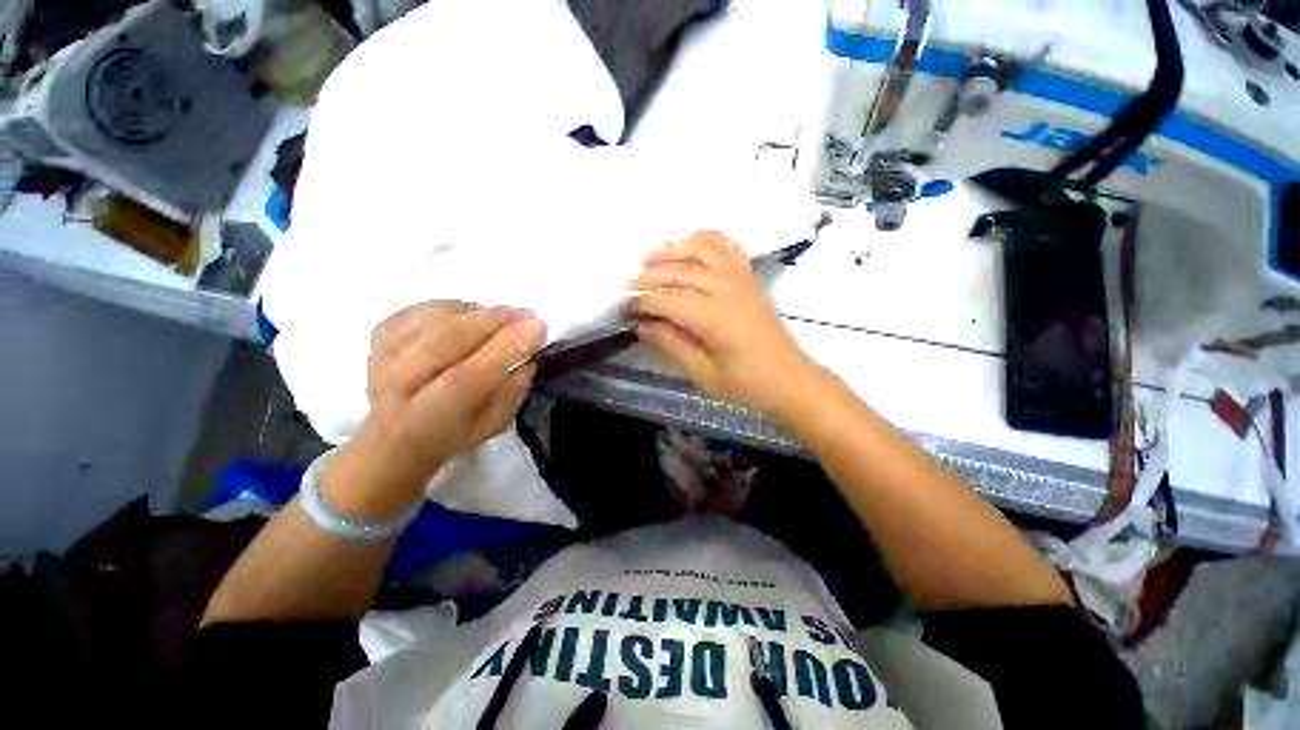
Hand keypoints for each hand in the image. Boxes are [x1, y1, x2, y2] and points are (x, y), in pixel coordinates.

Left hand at [325, 302, 546, 518]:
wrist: (393, 435)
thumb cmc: (452, 434)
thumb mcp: (492, 426)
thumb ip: (512, 392)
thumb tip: (531, 354)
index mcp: (426, 419)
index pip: (466, 377)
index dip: (504, 349)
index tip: (539, 327)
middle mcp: (396, 385)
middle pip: (445, 340)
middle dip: (495, 321)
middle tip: (528, 314)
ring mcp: (382, 354)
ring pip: (436, 318)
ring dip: (479, 312)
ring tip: (506, 317)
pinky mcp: (381, 333)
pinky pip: (424, 308)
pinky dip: (457, 307)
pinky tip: (475, 317)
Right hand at [629, 230, 822, 417]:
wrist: (790, 378)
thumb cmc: (746, 384)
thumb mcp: (704, 374)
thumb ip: (672, 344)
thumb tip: (643, 325)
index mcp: (715, 318)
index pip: (669, 300)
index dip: (644, 302)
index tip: (627, 307)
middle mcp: (727, 289)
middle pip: (680, 271)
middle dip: (650, 275)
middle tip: (629, 283)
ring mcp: (741, 278)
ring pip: (701, 249)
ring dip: (672, 249)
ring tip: (649, 257)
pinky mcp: (749, 277)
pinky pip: (727, 246)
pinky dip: (706, 238)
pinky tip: (690, 242)